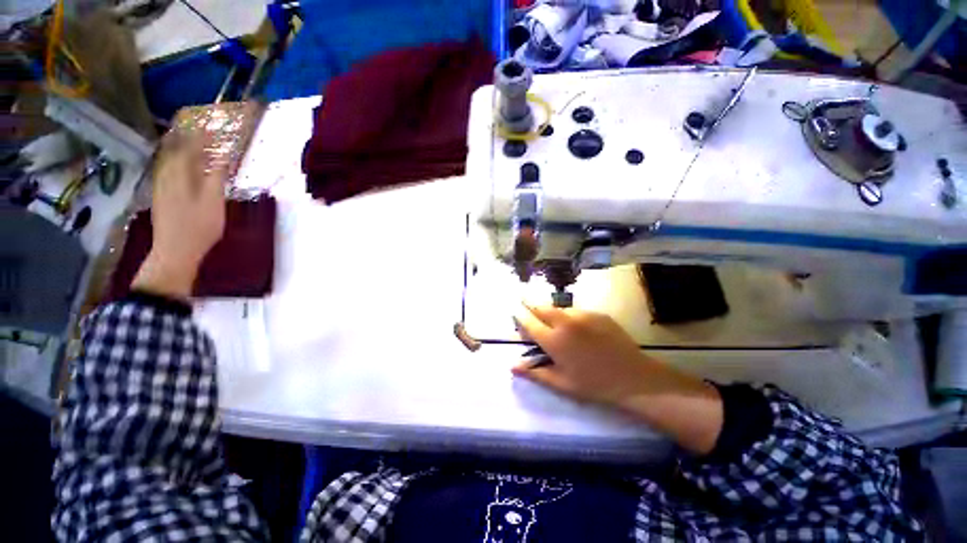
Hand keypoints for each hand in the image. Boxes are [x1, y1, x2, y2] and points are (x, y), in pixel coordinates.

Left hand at [131, 134, 225, 299]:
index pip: (189, 149)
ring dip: (177, 149)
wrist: (174, 251)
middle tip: (195, 130)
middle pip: (174, 152)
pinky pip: (165, 171)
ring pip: (167, 161)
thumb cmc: (199, 227)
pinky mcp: (160, 197)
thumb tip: (222, 157)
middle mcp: (167, 176)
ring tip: (186, 142)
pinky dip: (173, 163)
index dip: (200, 137)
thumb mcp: (214, 202)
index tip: (211, 127)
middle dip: (185, 139)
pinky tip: (178, 165)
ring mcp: (161, 187)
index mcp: (181, 176)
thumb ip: (216, 178)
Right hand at [512, 305, 654, 406]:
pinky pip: (577, 311)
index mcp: (554, 341)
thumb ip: (535, 373)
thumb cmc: (593, 385)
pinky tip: (574, 324)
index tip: (514, 309)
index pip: (529, 323)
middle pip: (542, 308)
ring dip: (550, 309)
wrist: (633, 378)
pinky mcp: (598, 314)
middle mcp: (565, 323)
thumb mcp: (561, 384)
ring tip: (548, 314)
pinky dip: (569, 314)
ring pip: (559, 307)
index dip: (519, 315)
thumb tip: (512, 366)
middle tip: (523, 298)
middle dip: (530, 303)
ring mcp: (583, 316)